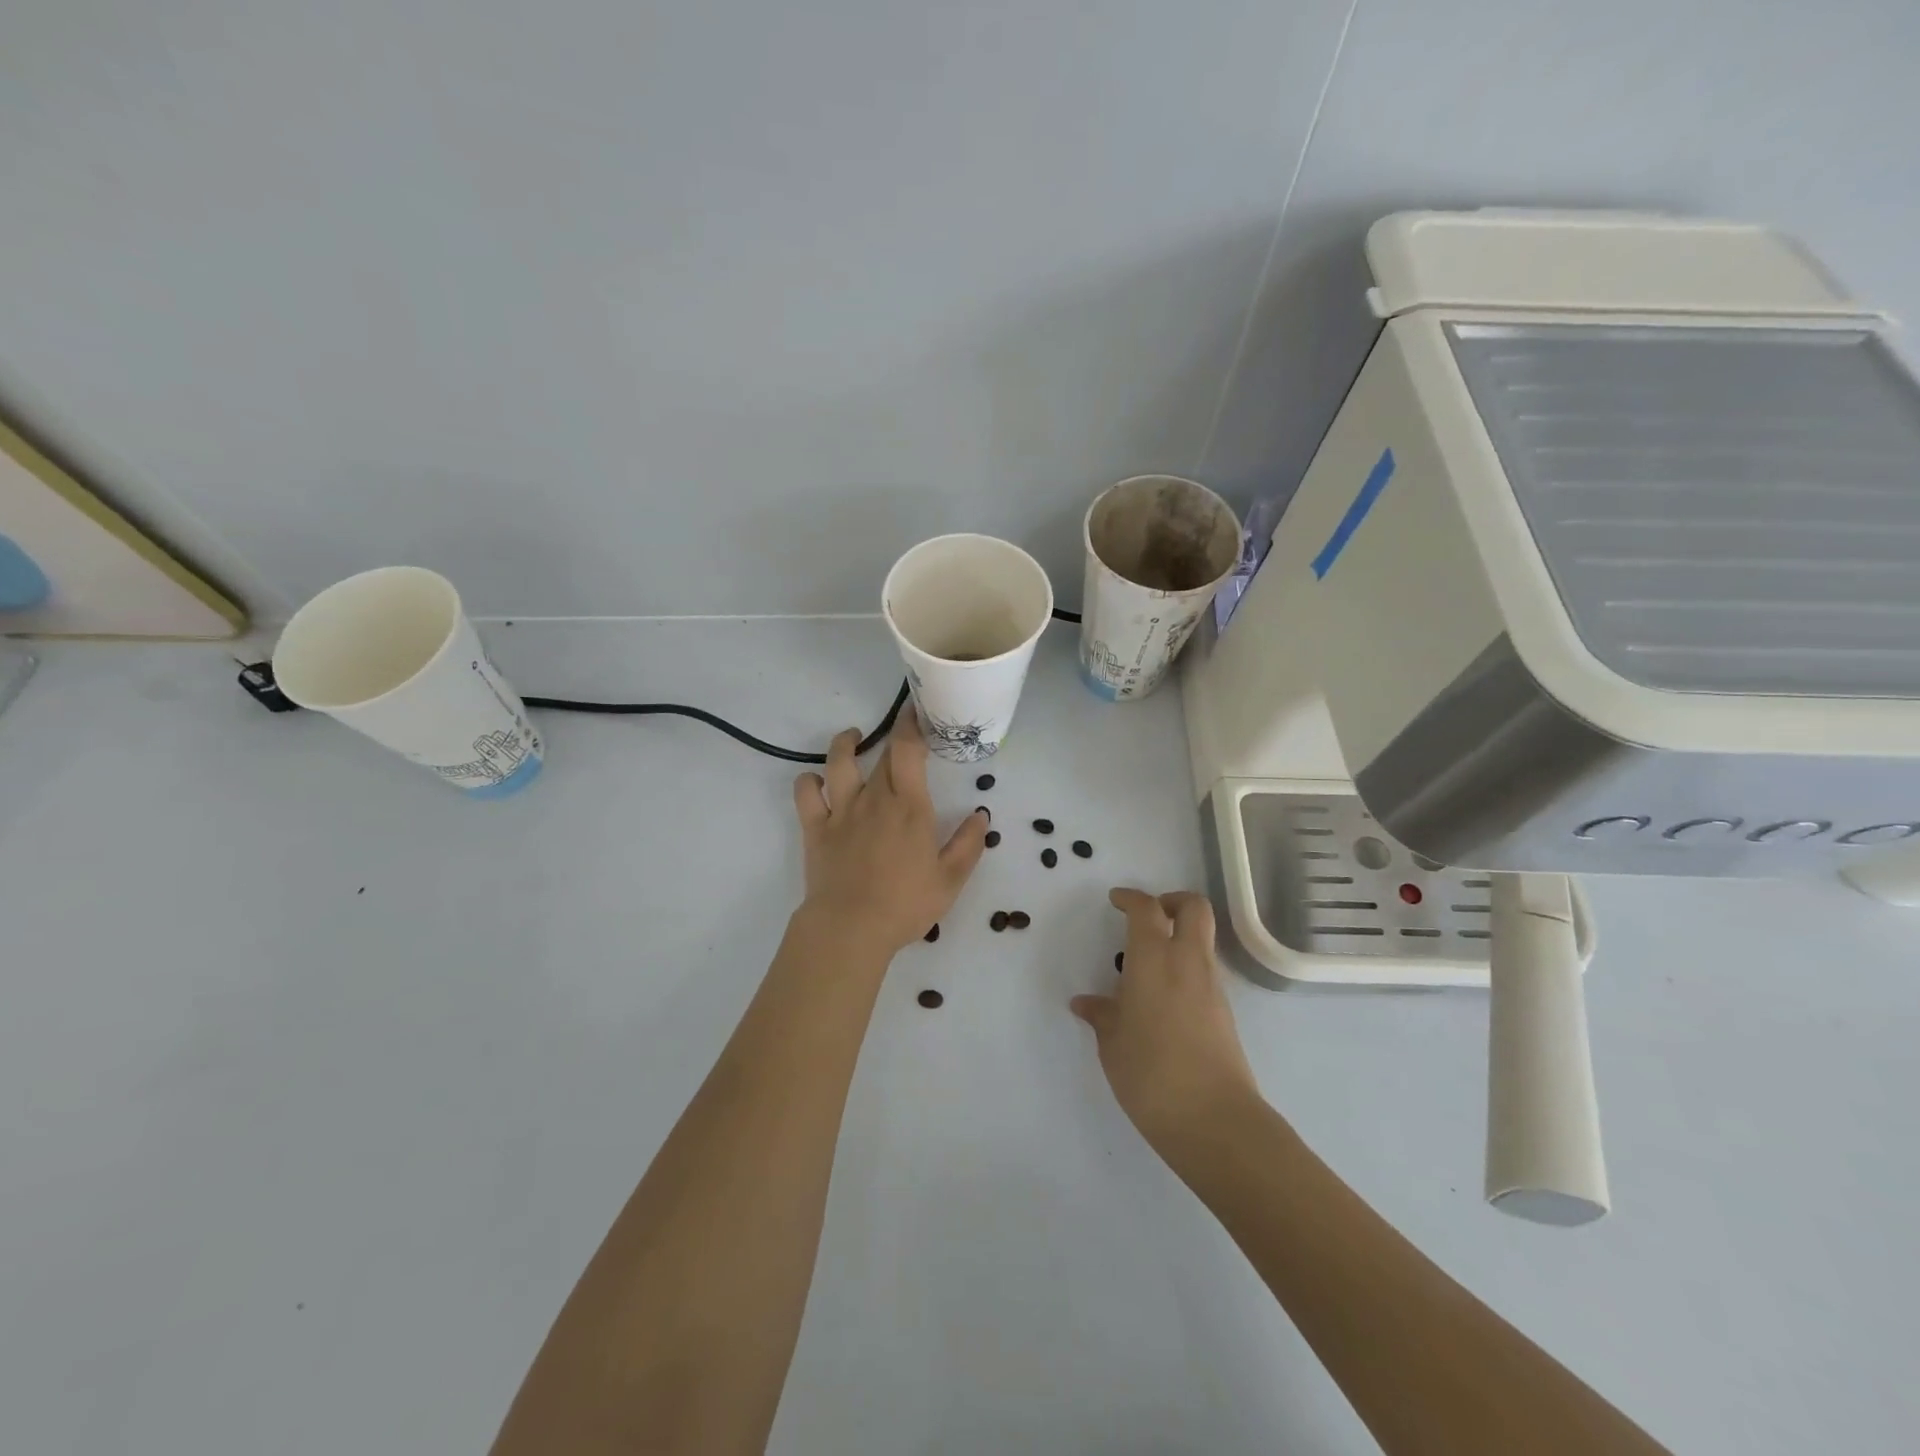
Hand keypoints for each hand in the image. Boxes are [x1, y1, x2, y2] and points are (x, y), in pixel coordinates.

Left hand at [792, 706, 989, 955]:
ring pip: (838, 763)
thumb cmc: (905, 905)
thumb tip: (981, 816)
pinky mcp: (815, 829)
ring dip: (845, 744)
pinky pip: (805, 794)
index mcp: (909, 807)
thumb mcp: (949, 880)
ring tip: (853, 738)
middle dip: (893, 739)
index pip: (907, 751)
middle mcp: (874, 799)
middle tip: (903, 734)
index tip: (918, 715)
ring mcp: (840, 812)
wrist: (850, 928)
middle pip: (881, 757)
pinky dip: (808, 781)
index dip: (911, 726)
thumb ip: (968, 844)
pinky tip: (816, 781)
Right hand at [1071, 888, 1261, 1149]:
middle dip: (1171, 901)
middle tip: (1147, 917)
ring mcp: (1211, 987)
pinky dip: (1185, 967)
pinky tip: (1160, 999)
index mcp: (1154, 960)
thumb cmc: (1151, 1074)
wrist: (1214, 1120)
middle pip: (1194, 908)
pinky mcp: (1224, 1012)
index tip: (1116, 900)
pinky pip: (1204, 971)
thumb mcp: (1113, 1044)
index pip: (1147, 909)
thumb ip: (1102, 1015)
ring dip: (1179, 937)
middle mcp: (1187, 963)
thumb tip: (1086, 1003)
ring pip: (1203, 939)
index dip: (1131, 898)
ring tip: (1145, 966)